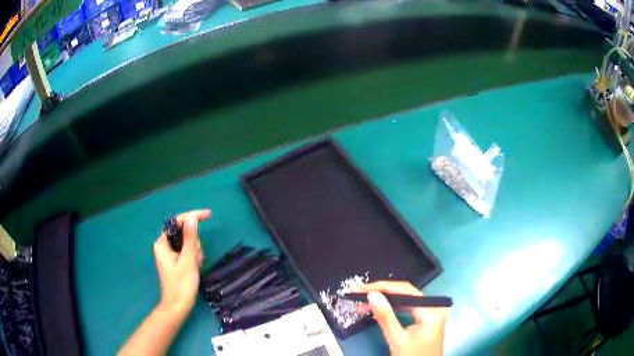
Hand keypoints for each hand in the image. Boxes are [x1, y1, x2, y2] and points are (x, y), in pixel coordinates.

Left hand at [153, 209, 210, 316]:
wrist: (178, 307)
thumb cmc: (181, 285)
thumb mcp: (188, 260)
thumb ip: (190, 238)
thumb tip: (192, 218)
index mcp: (162, 243)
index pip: (178, 222)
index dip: (193, 217)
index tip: (209, 215)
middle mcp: (165, 245)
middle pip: (185, 233)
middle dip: (194, 244)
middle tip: (195, 259)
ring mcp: (171, 253)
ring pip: (189, 243)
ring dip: (195, 253)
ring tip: (195, 267)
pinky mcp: (176, 260)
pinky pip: (189, 252)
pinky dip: (194, 258)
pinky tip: (195, 268)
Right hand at [352, 281, 448, 355]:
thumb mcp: (397, 339)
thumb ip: (385, 317)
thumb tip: (372, 294)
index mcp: (431, 309)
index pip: (405, 290)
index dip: (381, 287)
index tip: (360, 289)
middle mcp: (432, 306)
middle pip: (404, 293)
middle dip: (380, 293)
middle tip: (357, 293)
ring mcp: (429, 312)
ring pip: (403, 300)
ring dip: (382, 301)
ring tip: (361, 302)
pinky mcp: (423, 319)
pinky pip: (405, 308)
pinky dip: (390, 308)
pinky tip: (375, 309)